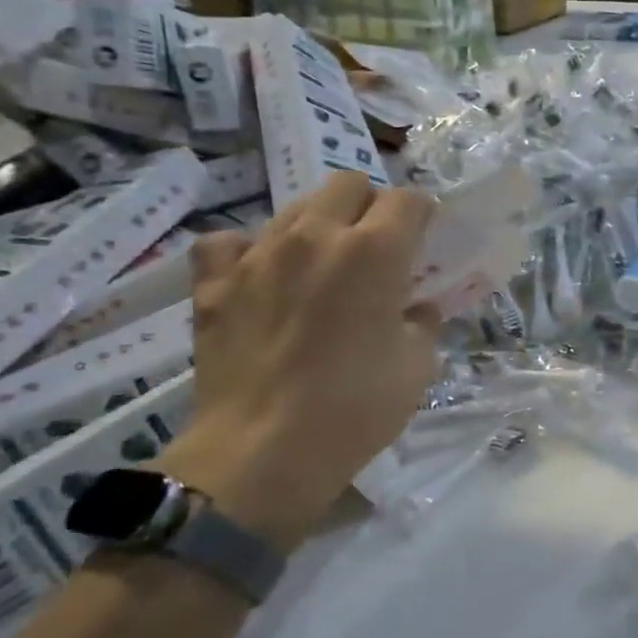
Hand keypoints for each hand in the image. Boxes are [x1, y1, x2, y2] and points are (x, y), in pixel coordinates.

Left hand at [154, 173, 441, 552]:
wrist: (261, 454)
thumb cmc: (355, 408)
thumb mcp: (417, 365)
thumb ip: (421, 319)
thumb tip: (412, 305)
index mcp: (374, 251)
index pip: (408, 199)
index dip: (423, 215)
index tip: (424, 239)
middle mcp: (315, 236)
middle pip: (348, 184)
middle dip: (370, 207)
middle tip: (375, 250)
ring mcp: (257, 254)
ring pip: (294, 207)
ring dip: (318, 226)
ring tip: (320, 267)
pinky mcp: (213, 281)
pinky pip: (230, 242)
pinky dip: (249, 252)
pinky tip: (260, 278)